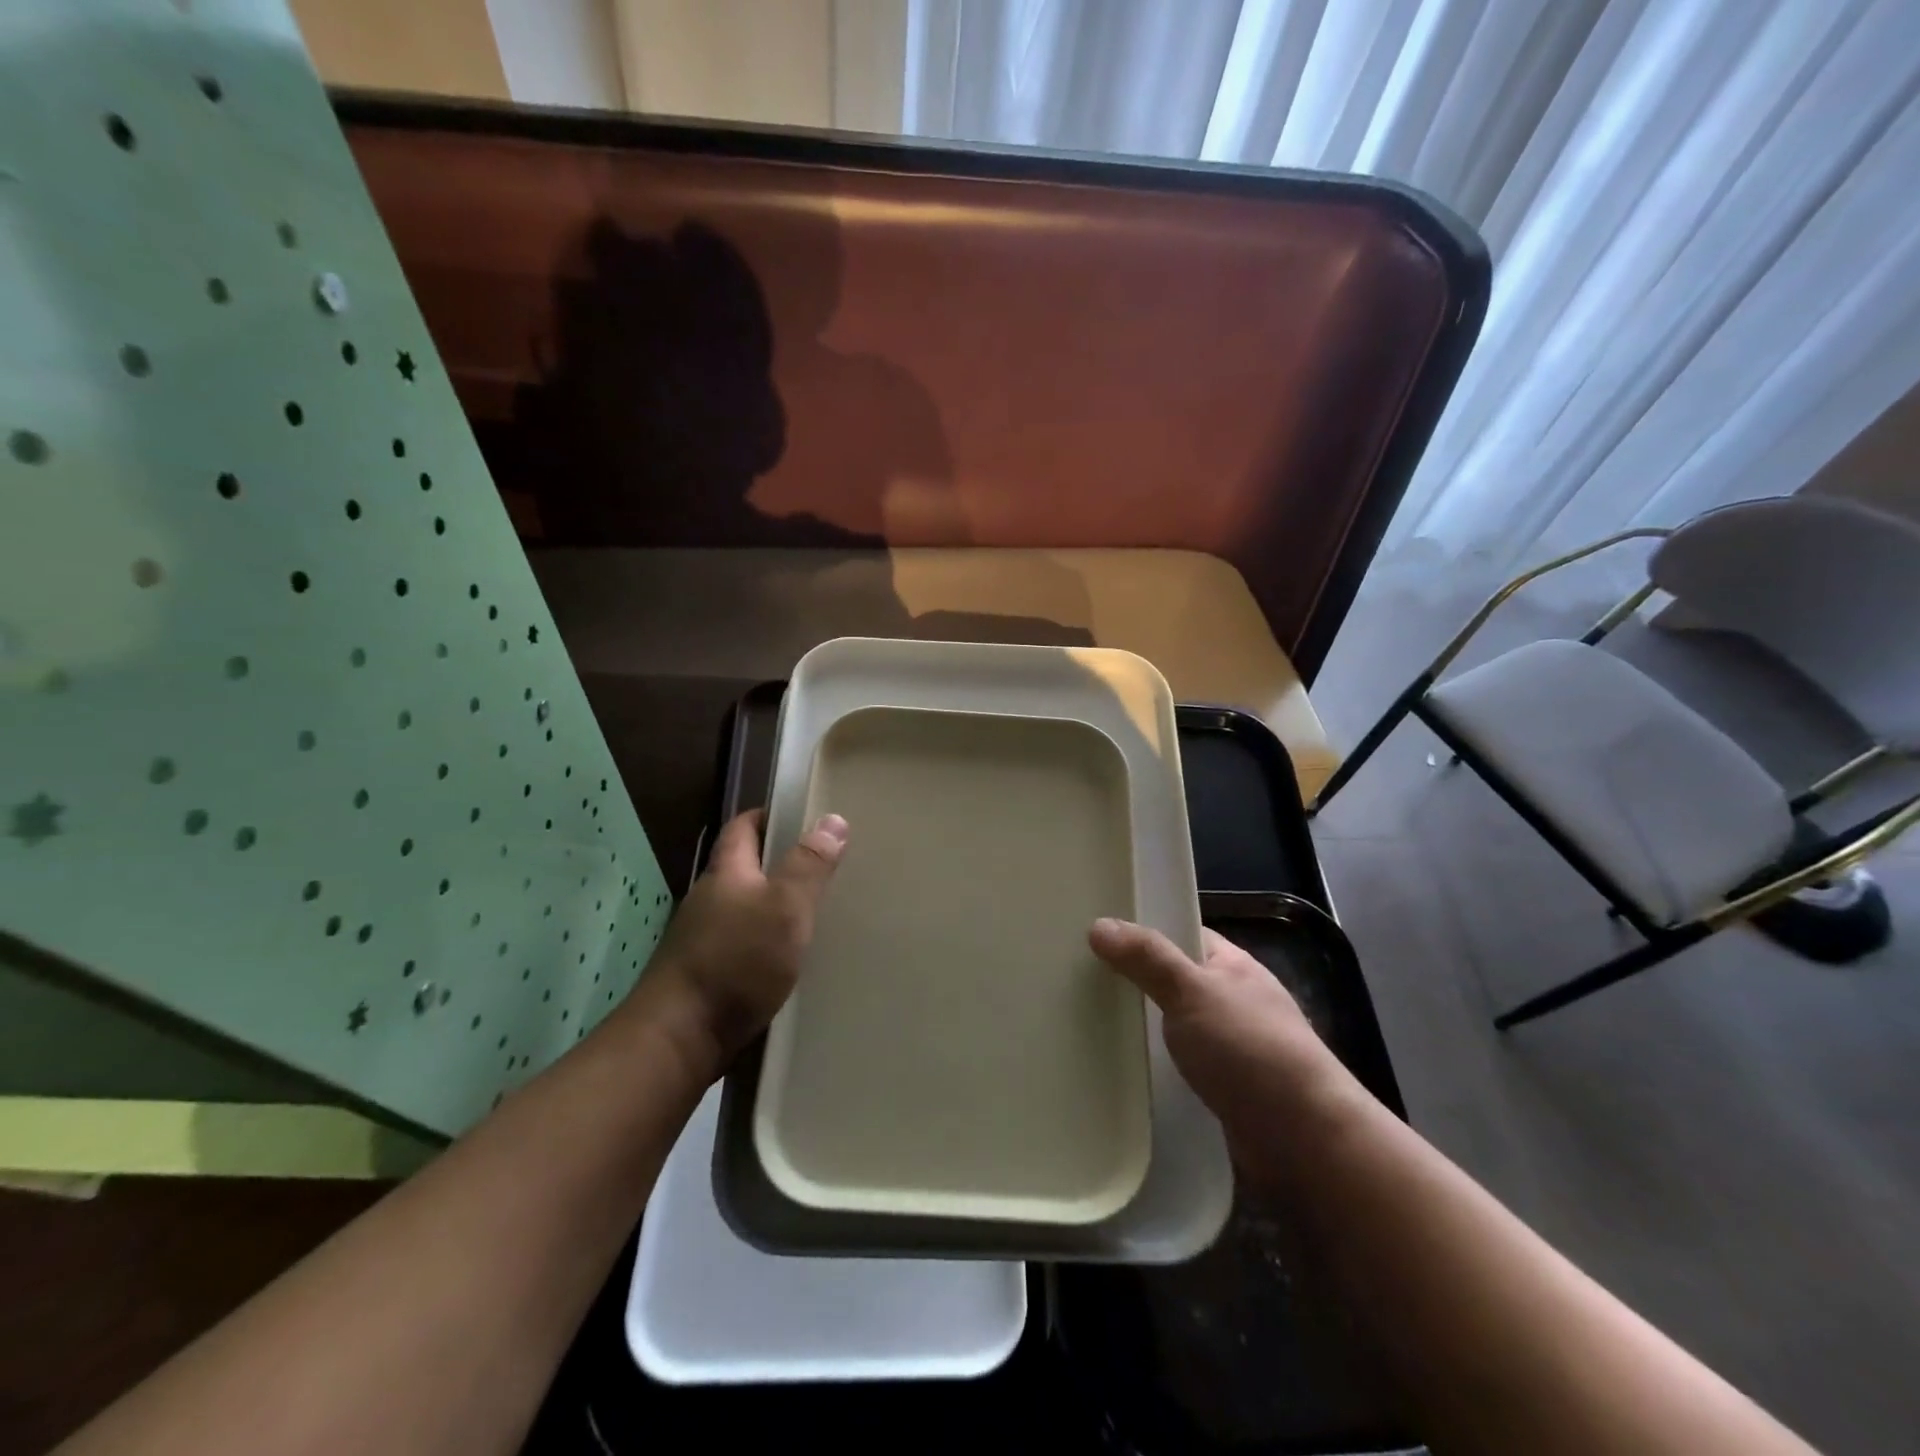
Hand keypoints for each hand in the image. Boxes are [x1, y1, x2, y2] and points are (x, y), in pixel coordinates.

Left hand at [642, 809, 847, 1070]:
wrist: (678, 1039)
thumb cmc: (735, 962)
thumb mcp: (784, 908)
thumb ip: (808, 866)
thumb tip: (832, 819)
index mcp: (726, 873)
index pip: (742, 828)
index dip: (768, 816)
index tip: (801, 814)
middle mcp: (710, 900)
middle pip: (744, 868)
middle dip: (779, 862)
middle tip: (824, 864)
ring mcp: (703, 940)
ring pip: (745, 910)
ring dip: (774, 906)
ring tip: (816, 911)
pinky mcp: (706, 977)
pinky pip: (743, 946)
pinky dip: (767, 943)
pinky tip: (791, 959)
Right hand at [1089, 919, 1339, 1154]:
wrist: (1305, 1142)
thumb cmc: (1250, 1050)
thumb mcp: (1192, 991)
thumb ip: (1147, 958)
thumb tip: (1099, 924)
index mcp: (1232, 965)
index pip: (1180, 934)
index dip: (1141, 930)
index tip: (1093, 933)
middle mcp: (1232, 1001)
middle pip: (1172, 982)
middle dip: (1133, 983)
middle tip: (1076, 979)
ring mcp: (1230, 1048)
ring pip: (1172, 1027)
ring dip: (1140, 1029)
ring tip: (1084, 1023)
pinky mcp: (1222, 1090)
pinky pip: (1177, 1067)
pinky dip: (1152, 1066)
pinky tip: (1118, 1069)